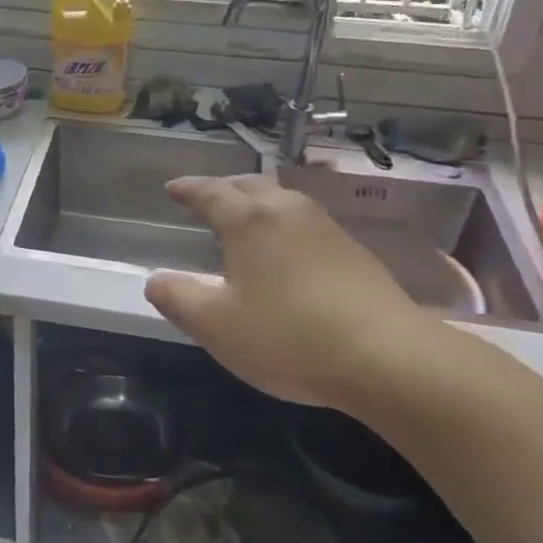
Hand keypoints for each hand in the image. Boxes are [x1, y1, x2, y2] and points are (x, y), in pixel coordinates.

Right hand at [142, 173, 436, 411]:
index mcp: (250, 222)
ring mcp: (327, 230)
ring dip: (259, 202)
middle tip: (207, 197)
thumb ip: (178, 299)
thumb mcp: (216, 326)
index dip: (189, 189)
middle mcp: (288, 212)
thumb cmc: (288, 337)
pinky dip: (285, 224)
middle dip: (225, 188)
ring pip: (284, 200)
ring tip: (246, 218)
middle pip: (252, 186)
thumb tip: (155, 280)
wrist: (387, 357)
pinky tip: (288, 251)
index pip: (211, 193)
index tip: (172, 188)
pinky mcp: (355, 253)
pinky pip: (307, 223)